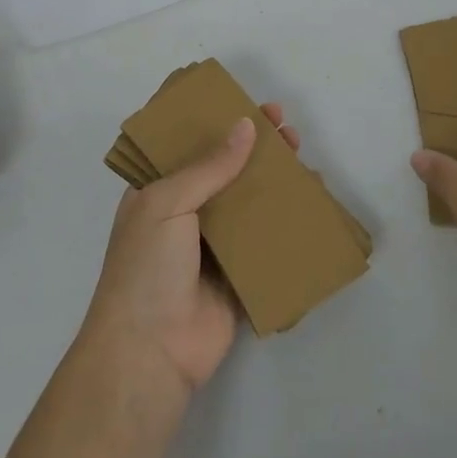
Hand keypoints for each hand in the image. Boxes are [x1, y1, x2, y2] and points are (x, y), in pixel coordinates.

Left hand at [80, 104, 301, 395]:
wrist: (150, 353)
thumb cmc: (147, 268)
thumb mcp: (168, 203)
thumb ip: (210, 166)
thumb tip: (246, 127)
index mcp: (158, 193)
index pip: (187, 146)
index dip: (215, 123)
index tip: (245, 103)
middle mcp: (186, 215)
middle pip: (225, 170)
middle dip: (253, 146)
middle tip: (283, 125)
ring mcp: (213, 247)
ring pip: (249, 202)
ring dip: (273, 179)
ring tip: (301, 155)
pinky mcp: (239, 275)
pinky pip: (266, 241)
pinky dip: (287, 220)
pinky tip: (310, 201)